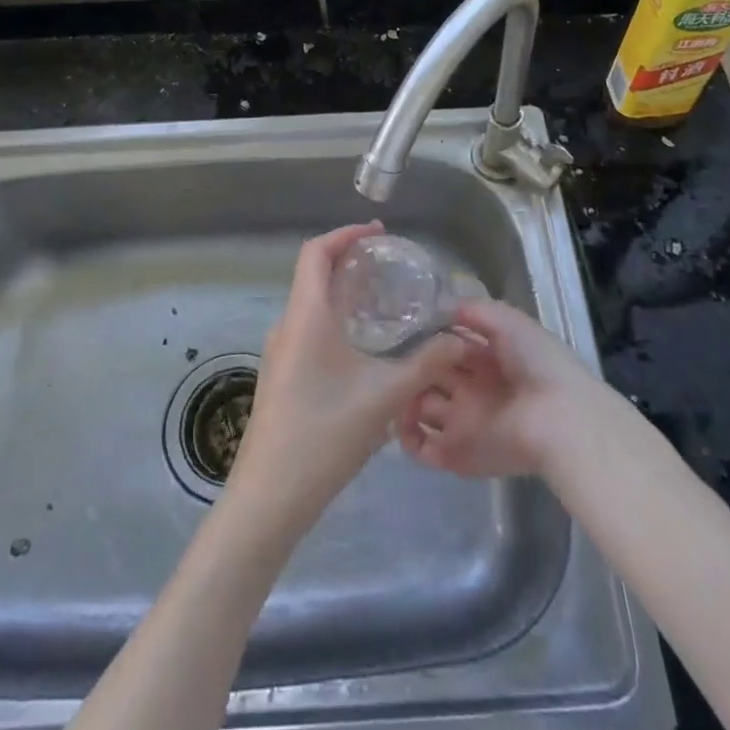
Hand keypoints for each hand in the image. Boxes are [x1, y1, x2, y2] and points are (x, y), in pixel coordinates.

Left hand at [228, 222, 469, 530]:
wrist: (269, 497)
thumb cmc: (325, 434)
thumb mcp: (385, 396)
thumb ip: (426, 364)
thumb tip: (460, 340)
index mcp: (306, 315)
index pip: (316, 251)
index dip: (345, 234)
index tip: (378, 232)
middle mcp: (287, 325)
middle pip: (312, 273)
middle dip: (347, 260)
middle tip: (387, 264)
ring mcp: (279, 352)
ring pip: (309, 303)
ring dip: (340, 291)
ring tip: (380, 301)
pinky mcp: (280, 376)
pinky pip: (306, 328)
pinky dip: (333, 318)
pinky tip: (360, 345)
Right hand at [397, 298, 596, 481]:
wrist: (558, 419)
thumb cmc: (536, 363)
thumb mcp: (508, 321)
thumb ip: (474, 311)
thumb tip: (442, 308)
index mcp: (486, 359)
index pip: (447, 346)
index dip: (428, 338)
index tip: (404, 329)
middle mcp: (471, 389)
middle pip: (429, 375)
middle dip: (411, 366)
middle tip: (393, 358)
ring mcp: (463, 422)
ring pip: (420, 408)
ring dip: (403, 399)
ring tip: (393, 387)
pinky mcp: (457, 454)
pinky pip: (423, 448)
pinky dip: (407, 437)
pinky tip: (400, 417)